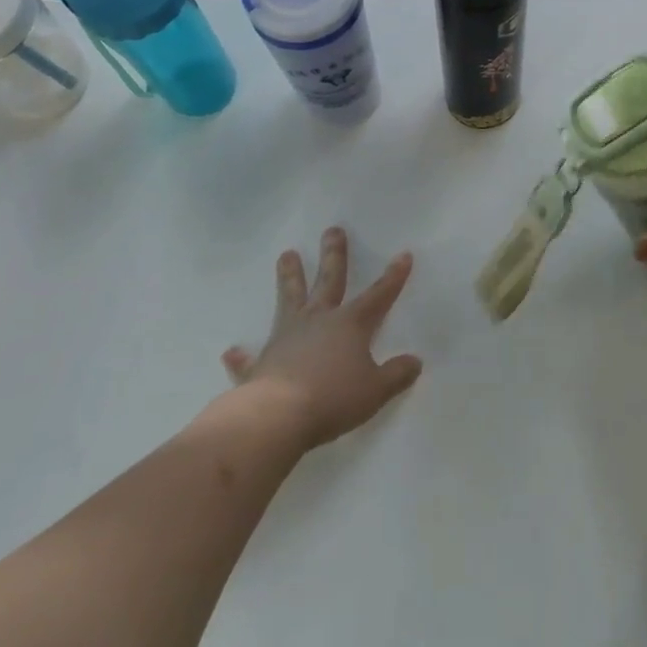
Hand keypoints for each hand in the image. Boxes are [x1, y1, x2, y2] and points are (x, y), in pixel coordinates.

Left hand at [222, 228, 423, 449]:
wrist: (277, 416)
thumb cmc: (333, 398)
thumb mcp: (375, 391)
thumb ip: (396, 375)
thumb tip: (415, 362)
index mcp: (350, 324)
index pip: (378, 295)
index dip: (393, 277)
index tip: (403, 255)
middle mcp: (318, 321)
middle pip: (328, 280)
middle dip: (334, 255)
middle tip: (332, 230)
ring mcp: (286, 337)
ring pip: (289, 298)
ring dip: (289, 277)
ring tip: (286, 254)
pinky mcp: (260, 363)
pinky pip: (250, 358)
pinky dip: (242, 356)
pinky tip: (231, 351)